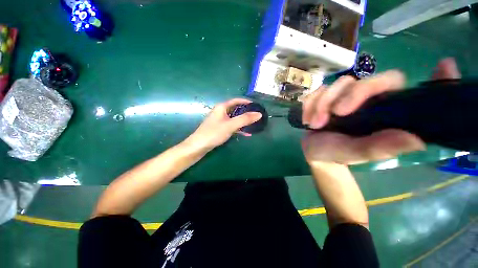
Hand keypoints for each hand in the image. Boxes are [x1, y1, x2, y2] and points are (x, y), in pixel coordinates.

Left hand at [185, 98, 261, 151]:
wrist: (199, 146)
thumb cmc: (214, 133)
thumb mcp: (230, 125)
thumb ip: (245, 119)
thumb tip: (259, 114)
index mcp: (222, 107)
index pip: (237, 100)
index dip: (247, 102)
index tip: (256, 106)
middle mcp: (221, 111)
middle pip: (236, 109)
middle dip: (246, 112)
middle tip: (256, 116)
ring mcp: (220, 120)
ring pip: (235, 118)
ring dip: (243, 121)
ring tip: (253, 124)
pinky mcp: (220, 128)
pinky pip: (232, 125)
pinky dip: (239, 128)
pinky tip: (246, 133)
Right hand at [301, 71, 424, 165]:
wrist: (315, 152)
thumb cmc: (337, 154)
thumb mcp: (357, 153)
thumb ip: (381, 147)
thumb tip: (417, 139)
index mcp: (383, 112)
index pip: (406, 89)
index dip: (429, 78)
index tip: (445, 66)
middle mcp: (367, 99)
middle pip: (366, 80)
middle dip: (348, 95)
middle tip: (335, 115)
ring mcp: (343, 96)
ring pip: (336, 84)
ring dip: (321, 104)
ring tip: (314, 124)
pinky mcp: (323, 98)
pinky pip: (316, 91)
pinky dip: (309, 105)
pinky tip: (308, 119)